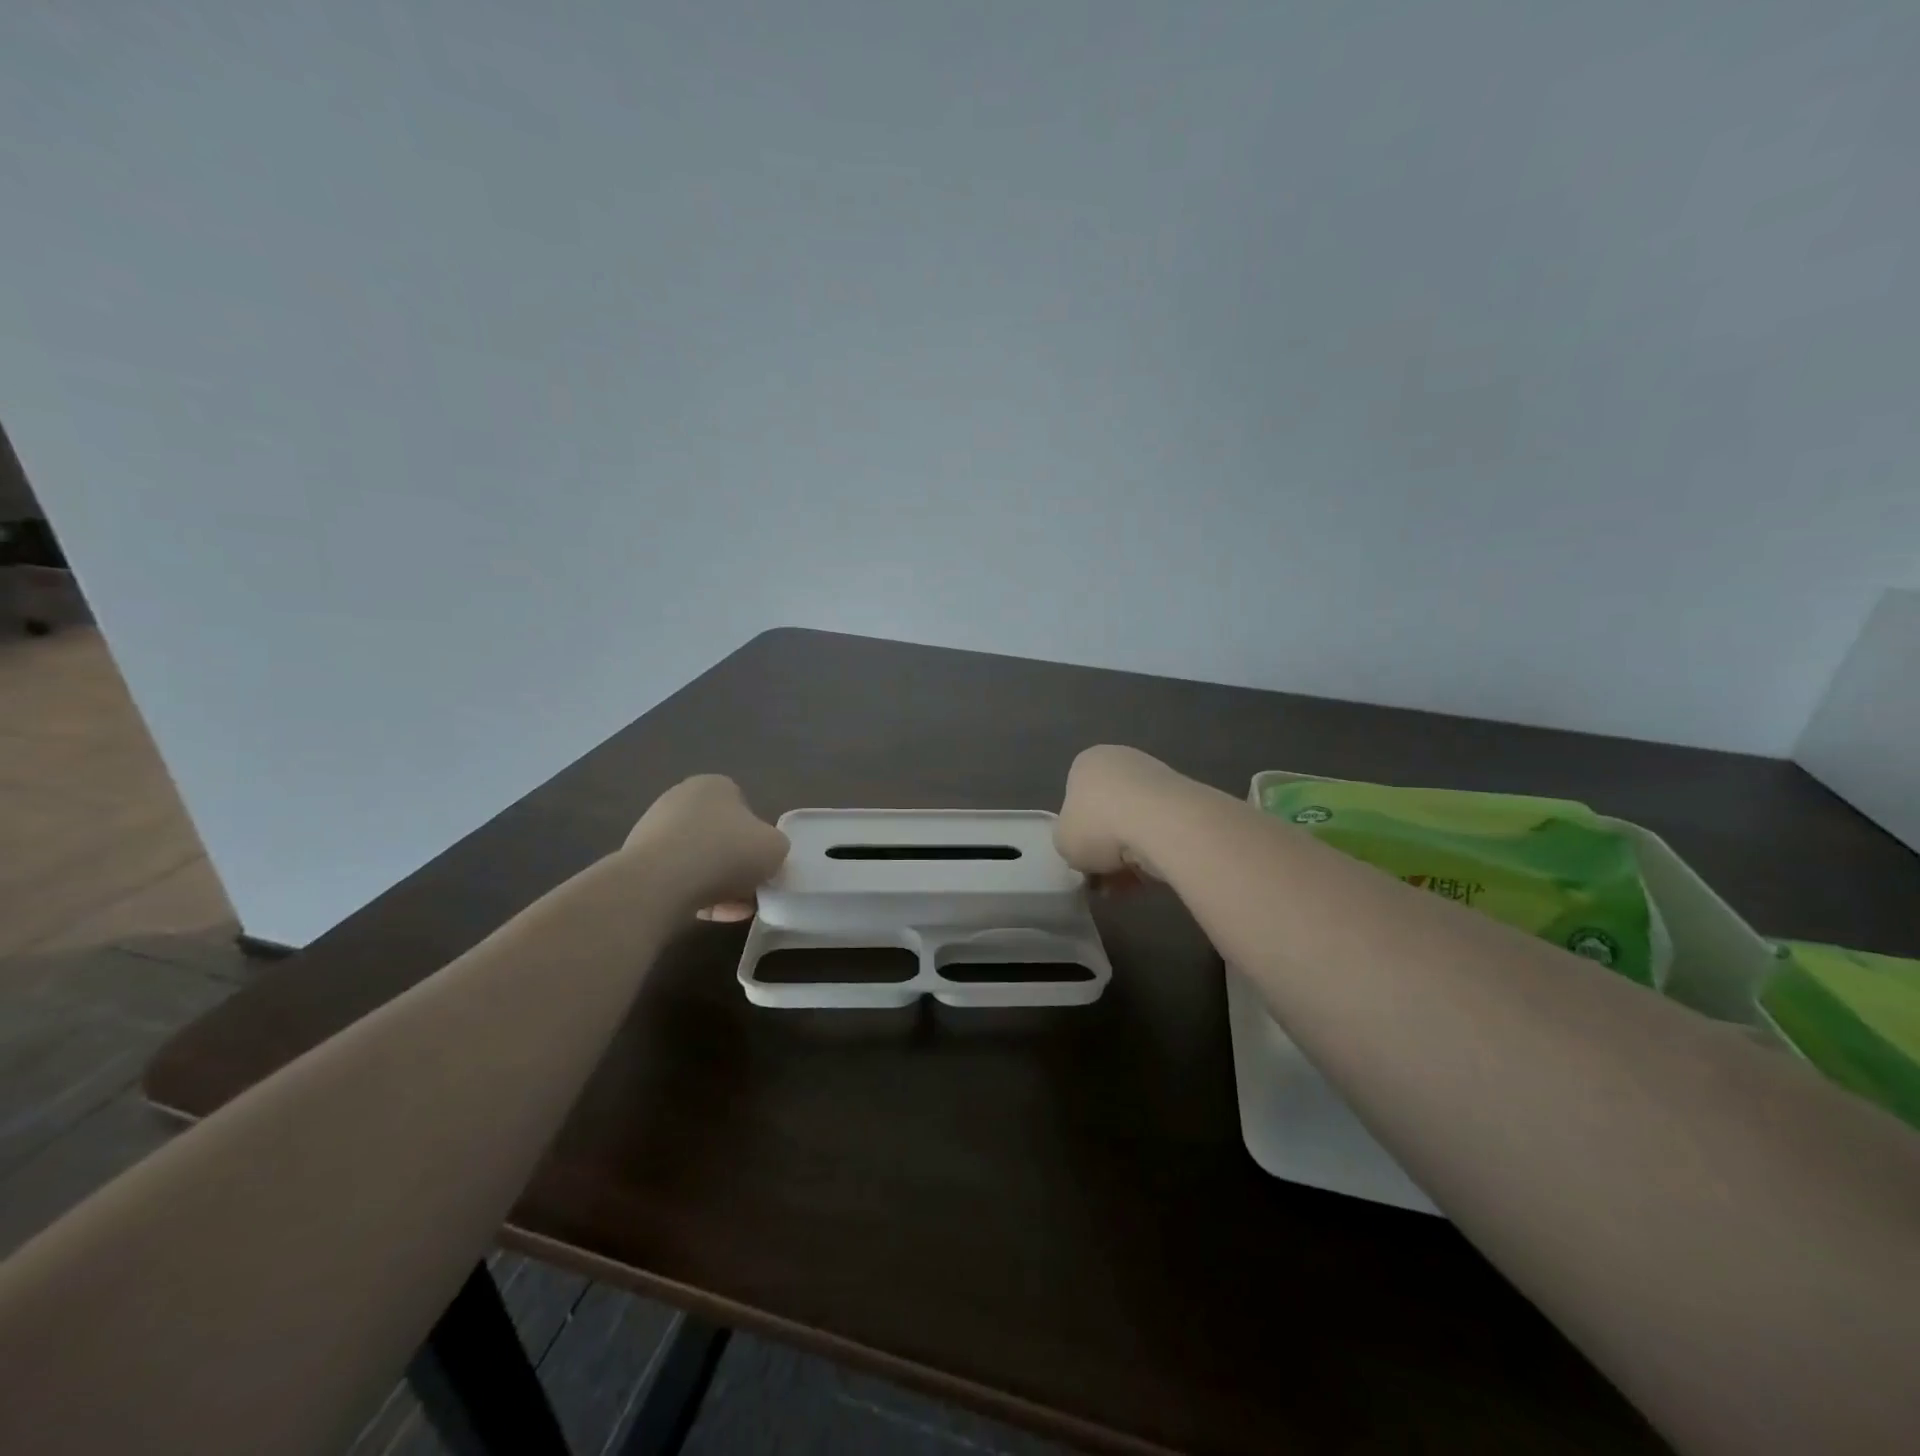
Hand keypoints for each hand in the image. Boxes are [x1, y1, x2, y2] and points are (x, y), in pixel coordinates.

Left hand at [623, 775, 789, 920]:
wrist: (659, 884)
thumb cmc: (725, 853)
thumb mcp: (775, 847)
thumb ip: (776, 847)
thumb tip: (763, 856)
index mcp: (714, 785)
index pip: (744, 810)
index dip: (757, 840)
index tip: (762, 865)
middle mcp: (680, 799)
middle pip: (720, 837)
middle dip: (736, 865)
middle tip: (749, 891)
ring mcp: (653, 830)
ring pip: (698, 860)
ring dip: (718, 884)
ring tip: (732, 910)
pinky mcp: (637, 861)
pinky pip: (676, 878)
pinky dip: (694, 895)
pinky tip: (709, 915)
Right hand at [1054, 744, 1179, 887]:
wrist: (1160, 822)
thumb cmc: (1098, 825)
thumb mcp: (1063, 842)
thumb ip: (1068, 842)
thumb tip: (1084, 849)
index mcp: (1086, 763)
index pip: (1075, 798)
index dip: (1078, 833)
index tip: (1083, 858)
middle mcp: (1121, 760)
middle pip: (1107, 811)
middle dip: (1107, 847)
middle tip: (1104, 877)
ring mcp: (1156, 776)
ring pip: (1135, 823)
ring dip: (1130, 855)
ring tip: (1128, 885)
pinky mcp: (1185, 797)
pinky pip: (1160, 831)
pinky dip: (1154, 853)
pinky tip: (1150, 877)